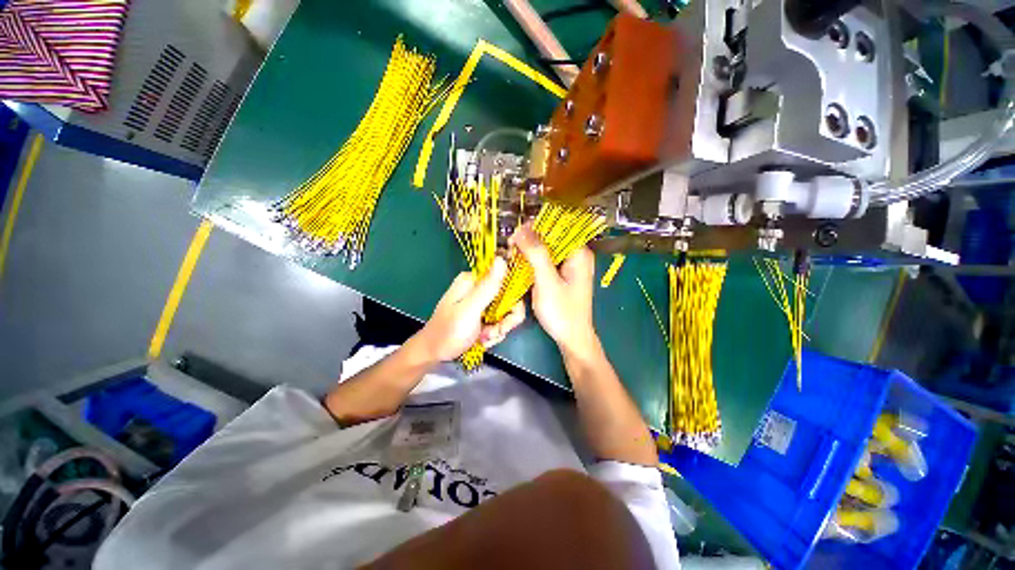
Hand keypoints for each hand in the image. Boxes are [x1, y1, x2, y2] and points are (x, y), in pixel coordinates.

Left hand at [415, 257, 525, 361]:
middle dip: (504, 320)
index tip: (505, 320)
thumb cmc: (449, 332)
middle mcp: (479, 288)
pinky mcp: (482, 315)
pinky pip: (499, 322)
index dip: (512, 302)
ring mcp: (481, 303)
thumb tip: (502, 259)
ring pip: (506, 313)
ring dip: (498, 329)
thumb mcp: (469, 310)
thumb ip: (487, 288)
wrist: (433, 353)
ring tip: (484, 338)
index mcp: (474, 281)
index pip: (507, 282)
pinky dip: (494, 333)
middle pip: (509, 299)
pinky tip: (483, 340)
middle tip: (492, 333)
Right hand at [511, 225, 598, 356]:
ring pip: (546, 249)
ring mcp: (569, 265)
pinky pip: (546, 260)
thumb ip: (536, 254)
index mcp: (578, 252)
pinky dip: (533, 261)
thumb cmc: (562, 311)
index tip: (515, 236)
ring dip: (529, 250)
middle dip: (529, 239)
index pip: (557, 227)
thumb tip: (521, 228)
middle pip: (551, 237)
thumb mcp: (547, 281)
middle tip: (510, 248)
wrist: (571, 338)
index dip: (535, 227)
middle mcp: (576, 255)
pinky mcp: (561, 275)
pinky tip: (521, 265)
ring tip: (512, 256)